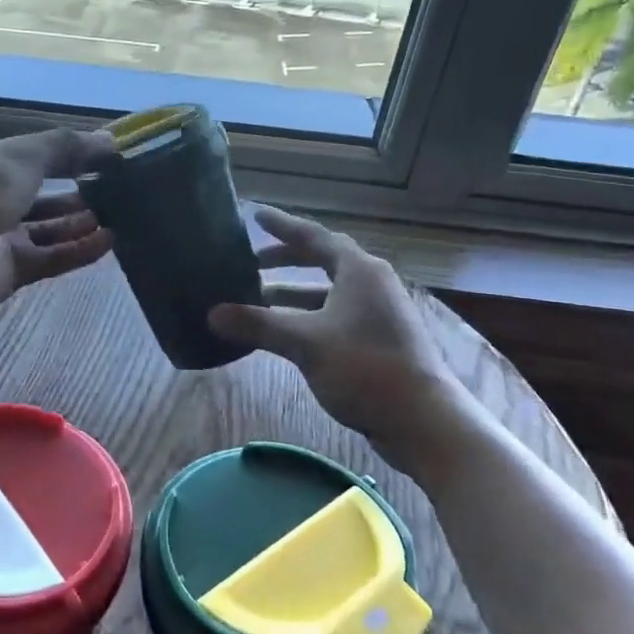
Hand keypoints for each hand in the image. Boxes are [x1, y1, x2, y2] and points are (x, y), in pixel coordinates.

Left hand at [0, 129, 116, 314]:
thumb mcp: (22, 156)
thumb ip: (66, 148)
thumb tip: (110, 140)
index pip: (36, 157)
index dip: (70, 156)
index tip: (108, 159)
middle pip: (45, 195)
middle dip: (79, 192)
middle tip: (121, 190)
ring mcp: (3, 237)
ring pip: (51, 229)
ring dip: (82, 223)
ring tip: (121, 215)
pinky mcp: (12, 271)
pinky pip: (52, 258)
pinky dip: (79, 250)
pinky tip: (110, 241)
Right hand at [208, 206, 467, 463]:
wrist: (421, 418)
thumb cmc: (365, 367)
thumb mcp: (305, 343)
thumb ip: (259, 324)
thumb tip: (212, 314)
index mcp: (359, 270)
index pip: (314, 236)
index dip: (282, 226)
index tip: (256, 215)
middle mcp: (371, 283)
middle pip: (323, 261)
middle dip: (285, 261)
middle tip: (250, 263)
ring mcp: (378, 313)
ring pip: (327, 293)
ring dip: (293, 295)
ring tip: (257, 301)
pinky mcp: (379, 340)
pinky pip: (334, 316)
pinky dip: (307, 318)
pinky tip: (285, 335)